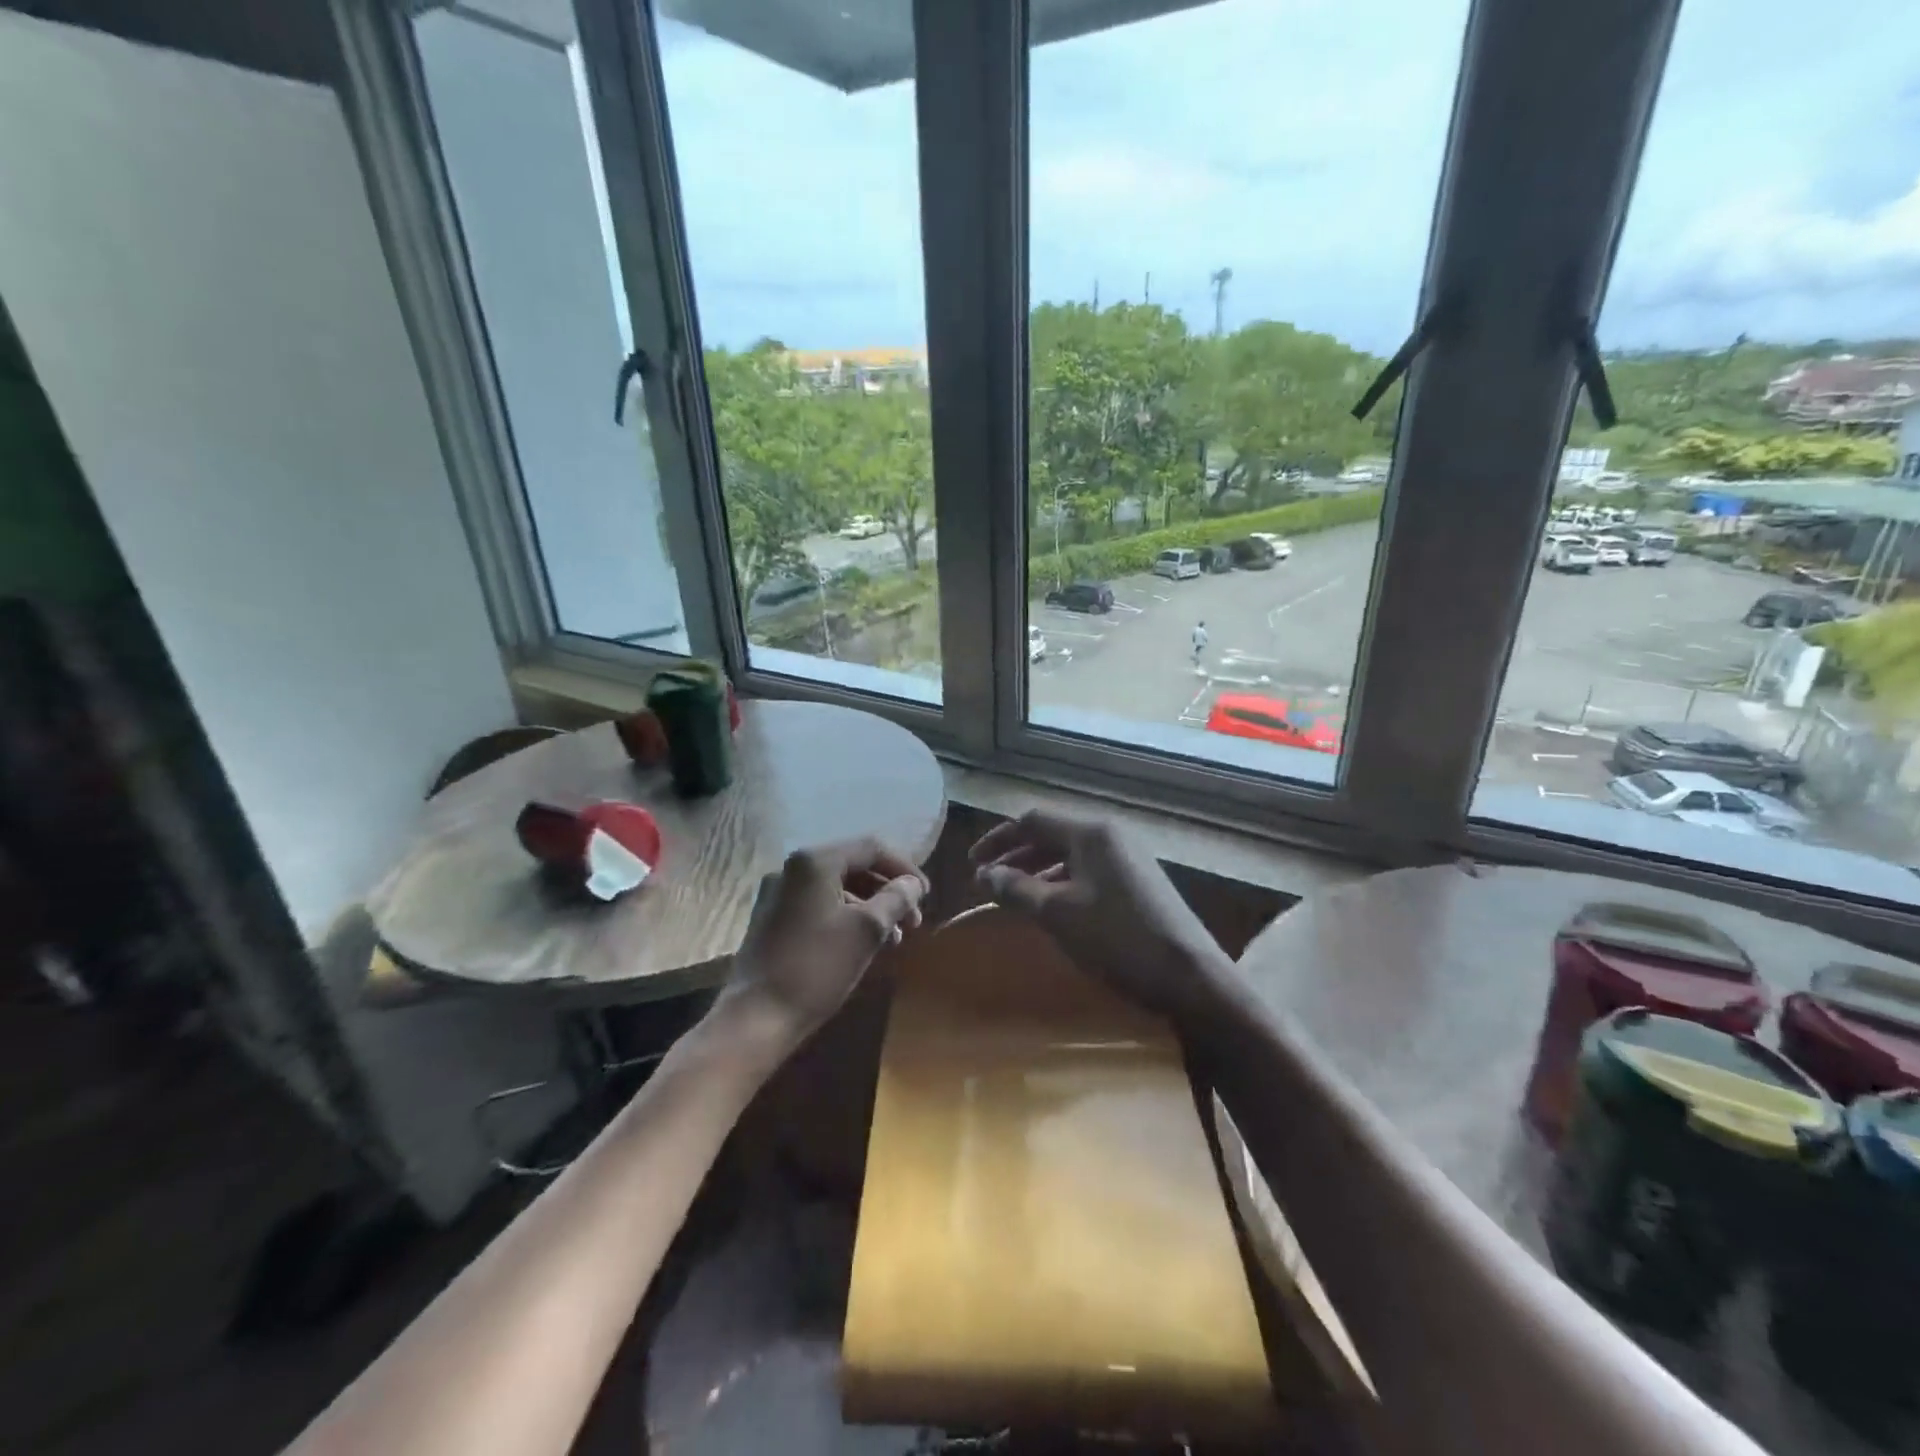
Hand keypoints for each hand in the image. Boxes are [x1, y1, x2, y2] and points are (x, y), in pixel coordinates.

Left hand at [723, 838, 927, 1044]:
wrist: (756, 1017)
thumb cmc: (817, 967)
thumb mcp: (867, 930)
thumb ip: (896, 899)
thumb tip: (913, 884)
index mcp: (814, 861)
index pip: (871, 848)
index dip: (904, 869)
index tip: (926, 896)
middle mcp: (792, 868)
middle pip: (853, 866)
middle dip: (888, 890)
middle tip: (912, 921)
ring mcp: (778, 894)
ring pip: (837, 888)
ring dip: (870, 907)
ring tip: (893, 939)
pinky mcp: (772, 919)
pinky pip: (819, 905)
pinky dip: (846, 917)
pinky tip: (862, 944)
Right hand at [969, 810, 1229, 1022]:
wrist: (1190, 976)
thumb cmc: (1117, 938)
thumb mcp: (1057, 913)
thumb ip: (1016, 889)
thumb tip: (985, 874)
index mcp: (1091, 833)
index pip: (1033, 820)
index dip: (998, 839)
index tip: (973, 863)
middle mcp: (1111, 836)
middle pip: (1052, 834)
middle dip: (1016, 856)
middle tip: (988, 881)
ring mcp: (1129, 859)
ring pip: (1070, 855)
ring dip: (1037, 871)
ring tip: (1014, 895)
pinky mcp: (1139, 883)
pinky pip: (1088, 872)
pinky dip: (1061, 883)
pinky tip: (1052, 908)